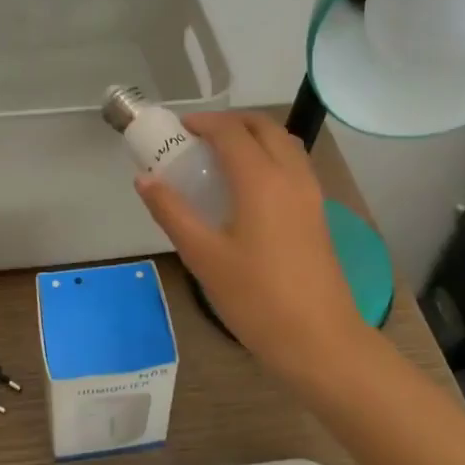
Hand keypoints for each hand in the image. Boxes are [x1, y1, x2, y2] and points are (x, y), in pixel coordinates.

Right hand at [135, 111, 377, 383]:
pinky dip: (269, 157)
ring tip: (221, 158)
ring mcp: (311, 195)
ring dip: (254, 137)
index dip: (204, 123)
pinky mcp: (318, 215)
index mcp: (262, 181)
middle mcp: (291, 177)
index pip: (231, 132)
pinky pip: (294, 166)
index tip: (178, 129)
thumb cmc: (256, 298)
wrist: (320, 342)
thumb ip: (172, 212)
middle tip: (199, 137)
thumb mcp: (203, 257)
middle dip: (231, 122)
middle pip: (264, 127)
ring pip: (284, 144)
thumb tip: (145, 180)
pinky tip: (248, 189)